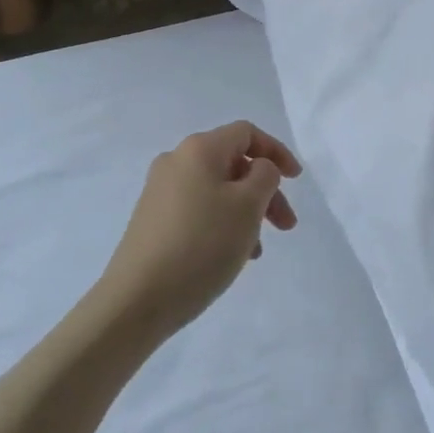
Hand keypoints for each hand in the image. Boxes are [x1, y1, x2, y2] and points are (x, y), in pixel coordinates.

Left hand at [96, 122, 301, 338]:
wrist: (136, 299)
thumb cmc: (201, 244)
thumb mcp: (248, 206)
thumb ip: (265, 176)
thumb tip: (258, 168)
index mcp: (199, 149)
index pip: (246, 133)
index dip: (276, 151)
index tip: (297, 180)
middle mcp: (176, 161)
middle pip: (232, 163)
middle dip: (265, 191)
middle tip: (286, 226)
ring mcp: (160, 191)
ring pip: (217, 190)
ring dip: (245, 212)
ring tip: (257, 251)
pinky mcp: (152, 220)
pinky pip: (199, 210)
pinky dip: (222, 224)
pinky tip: (230, 256)